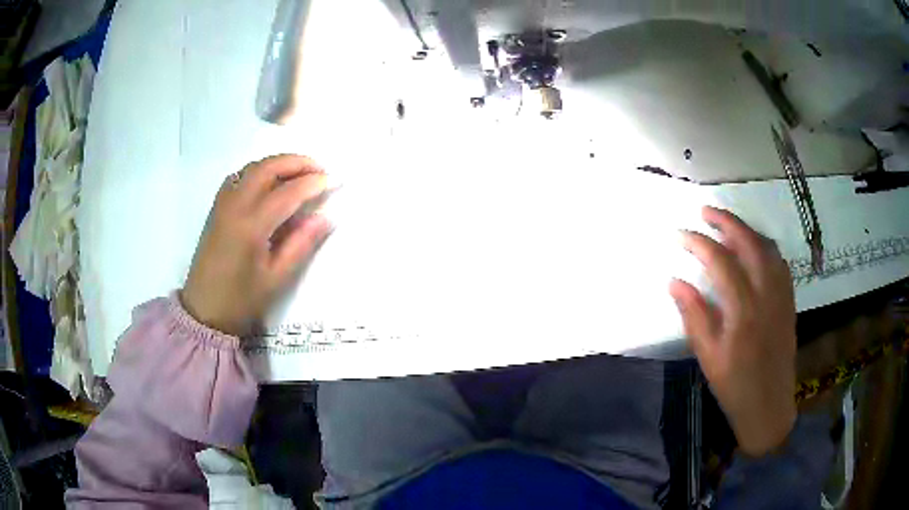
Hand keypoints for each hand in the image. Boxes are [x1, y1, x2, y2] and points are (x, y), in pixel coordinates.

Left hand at [181, 155, 332, 335]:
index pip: (287, 192)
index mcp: (251, 226)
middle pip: (267, 168)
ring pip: (252, 168)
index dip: (313, 183)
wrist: (205, 310)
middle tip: (320, 168)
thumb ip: (301, 244)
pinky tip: (269, 182)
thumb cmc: (241, 299)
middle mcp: (235, 206)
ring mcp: (223, 204)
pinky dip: (259, 171)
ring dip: (278, 163)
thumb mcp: (276, 278)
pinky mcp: (217, 208)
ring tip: (300, 172)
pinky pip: (239, 176)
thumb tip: (326, 218)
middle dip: (297, 162)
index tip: (334, 180)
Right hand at [669, 206, 796, 456]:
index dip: (699, 243)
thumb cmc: (734, 386)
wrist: (769, 406)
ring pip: (767, 248)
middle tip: (705, 212)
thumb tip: (674, 281)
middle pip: (749, 243)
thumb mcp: (708, 356)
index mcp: (743, 311)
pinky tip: (754, 250)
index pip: (721, 261)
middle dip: (726, 221)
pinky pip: (779, 262)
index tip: (680, 235)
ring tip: (727, 227)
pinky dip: (764, 247)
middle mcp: (766, 294)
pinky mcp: (789, 301)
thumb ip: (694, 315)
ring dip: (747, 230)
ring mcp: (781, 295)